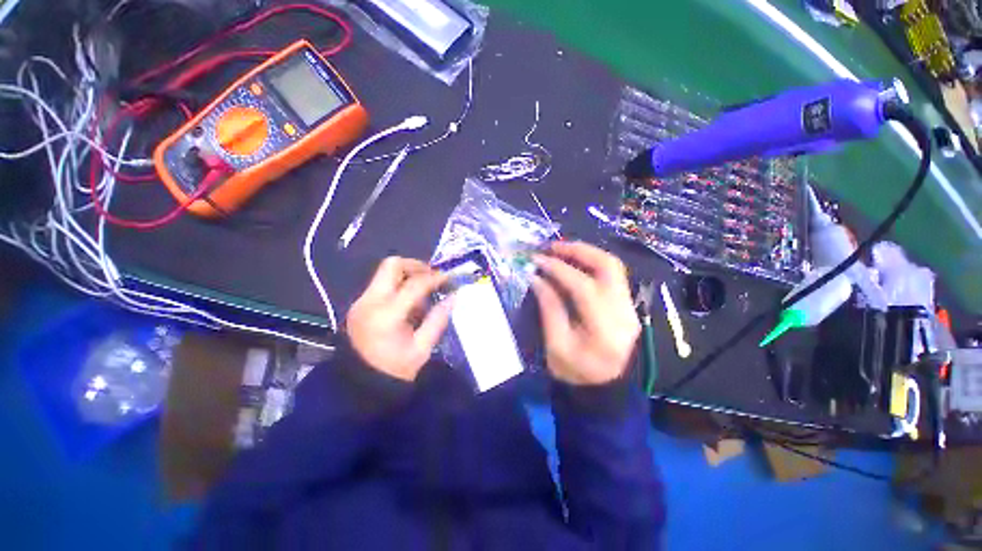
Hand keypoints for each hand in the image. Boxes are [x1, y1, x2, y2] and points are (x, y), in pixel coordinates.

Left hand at [346, 257, 452, 381]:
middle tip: (433, 277)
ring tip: (423, 294)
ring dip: (407, 276)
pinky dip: (398, 286)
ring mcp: (361, 301)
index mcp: (387, 315)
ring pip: (385, 273)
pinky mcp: (359, 305)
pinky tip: (409, 304)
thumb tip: (453, 296)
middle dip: (416, 266)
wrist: (359, 387)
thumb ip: (438, 319)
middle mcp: (370, 301)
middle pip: (392, 265)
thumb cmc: (394, 370)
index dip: (435, 278)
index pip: (415, 284)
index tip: (450, 278)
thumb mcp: (422, 348)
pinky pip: (381, 285)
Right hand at [531, 242, 640, 385]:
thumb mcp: (555, 345)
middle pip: (608, 267)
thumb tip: (536, 277)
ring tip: (561, 250)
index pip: (583, 287)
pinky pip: (612, 275)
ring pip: (613, 266)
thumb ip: (548, 308)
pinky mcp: (627, 305)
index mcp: (605, 330)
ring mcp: (630, 307)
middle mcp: (624, 313)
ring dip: (586, 253)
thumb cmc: (575, 373)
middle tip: (553, 246)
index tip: (537, 260)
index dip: (558, 269)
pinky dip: (592, 263)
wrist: (604, 389)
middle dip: (578, 250)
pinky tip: (574, 263)